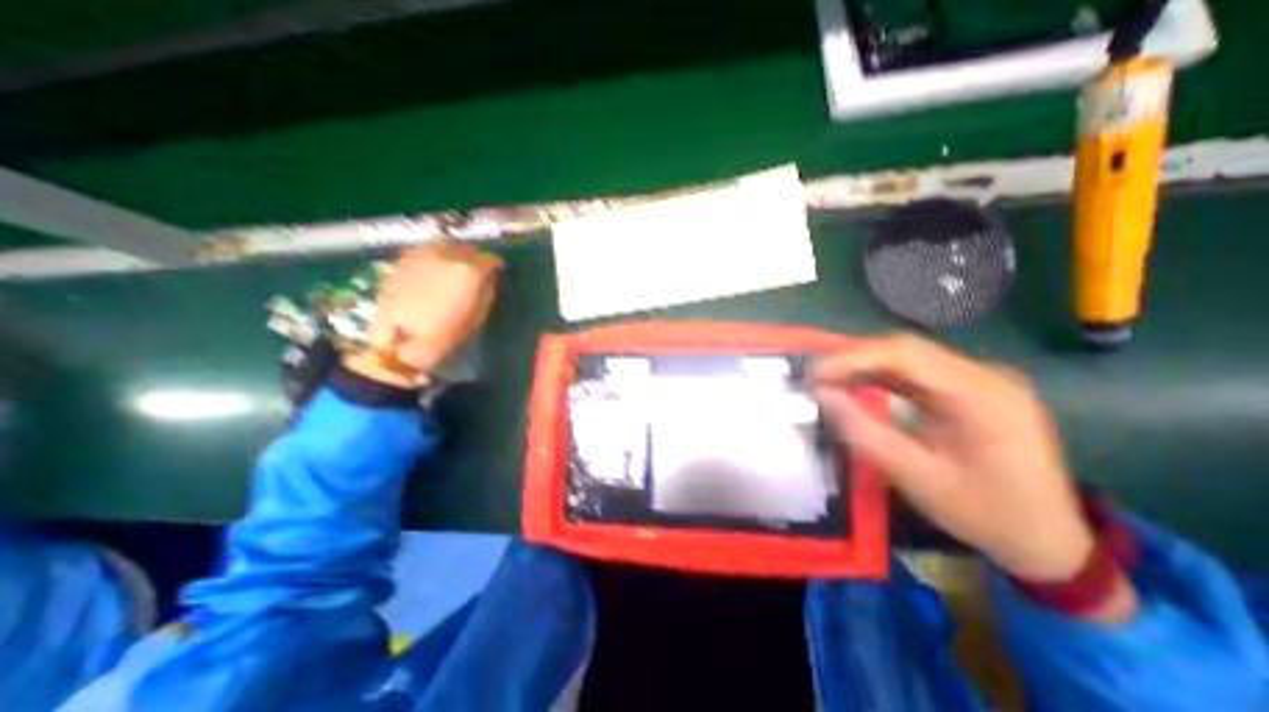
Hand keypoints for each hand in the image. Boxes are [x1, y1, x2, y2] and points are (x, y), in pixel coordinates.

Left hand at [348, 246, 508, 389]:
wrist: (401, 341)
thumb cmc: (447, 333)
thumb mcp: (478, 315)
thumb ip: (487, 290)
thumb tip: (489, 277)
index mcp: (468, 270)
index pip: (489, 258)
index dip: (495, 264)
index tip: (497, 270)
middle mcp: (446, 255)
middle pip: (466, 248)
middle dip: (473, 257)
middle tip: (475, 269)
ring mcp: (421, 255)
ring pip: (443, 245)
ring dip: (452, 254)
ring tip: (452, 268)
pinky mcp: (401, 261)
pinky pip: (424, 252)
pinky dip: (433, 258)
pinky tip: (432, 271)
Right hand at [818, 335, 1096, 584]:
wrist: (1051, 542)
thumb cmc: (984, 514)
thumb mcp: (916, 477)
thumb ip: (864, 431)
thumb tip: (822, 395)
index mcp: (982, 395)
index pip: (906, 354)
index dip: (853, 357)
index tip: (815, 373)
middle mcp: (985, 375)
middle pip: (906, 349)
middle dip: (854, 358)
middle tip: (816, 376)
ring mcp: (981, 380)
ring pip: (909, 357)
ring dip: (864, 365)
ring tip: (829, 380)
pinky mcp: (972, 390)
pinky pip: (917, 372)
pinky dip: (881, 375)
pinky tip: (858, 384)